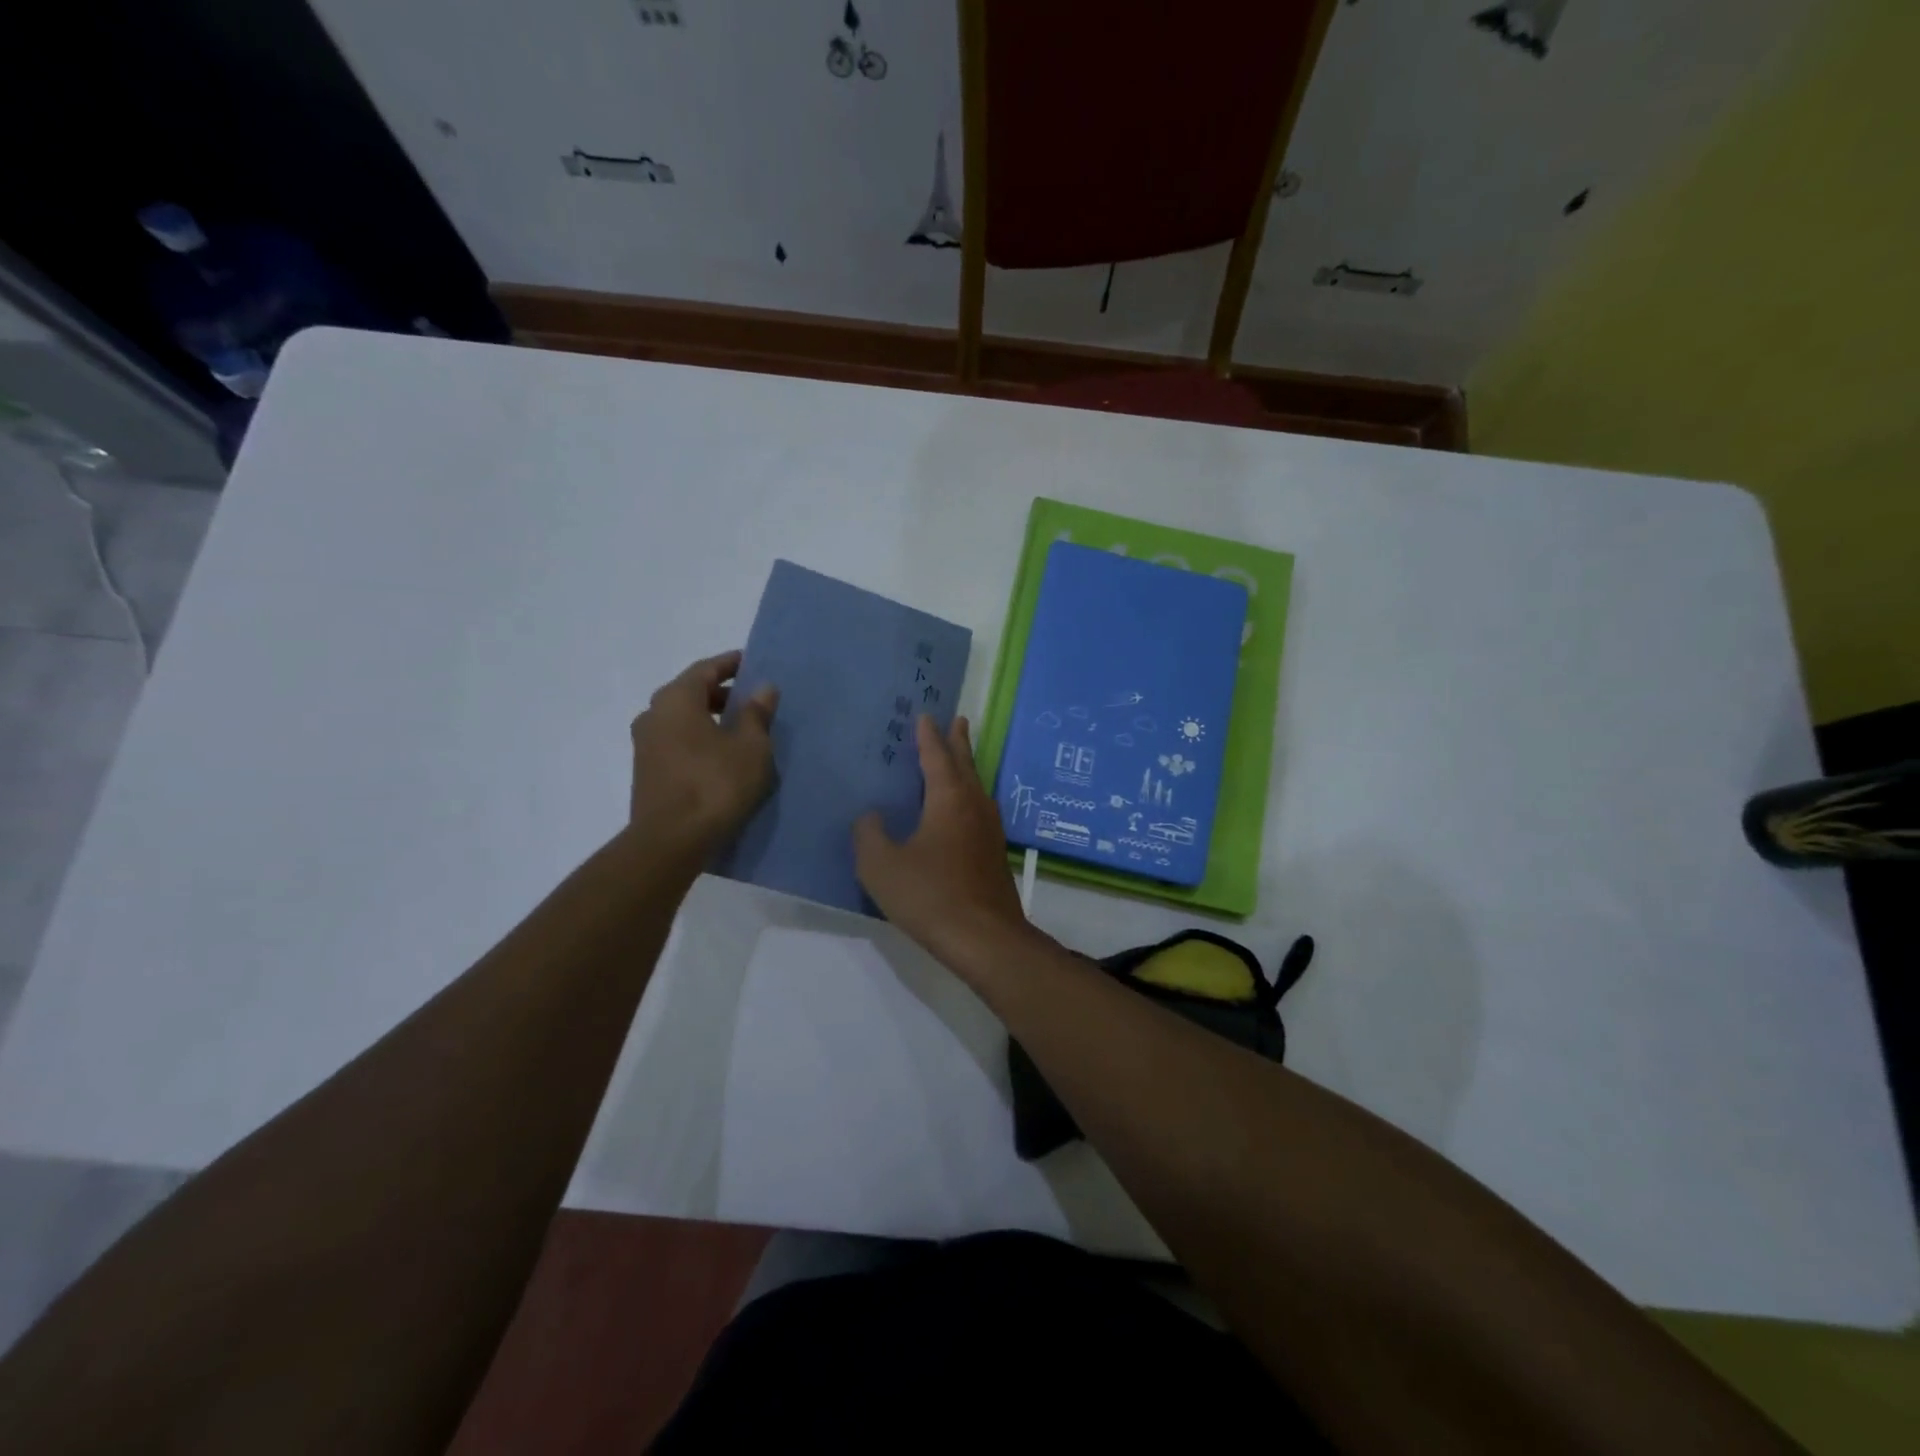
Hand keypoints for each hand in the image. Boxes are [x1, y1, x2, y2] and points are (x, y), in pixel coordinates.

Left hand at [629, 651, 777, 850]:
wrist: (671, 841)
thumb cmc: (715, 783)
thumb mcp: (751, 746)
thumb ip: (757, 713)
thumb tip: (762, 688)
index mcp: (676, 699)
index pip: (706, 669)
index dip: (731, 664)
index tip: (752, 664)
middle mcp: (653, 715)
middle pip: (691, 693)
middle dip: (722, 694)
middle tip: (752, 701)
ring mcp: (645, 745)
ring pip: (682, 720)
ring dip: (710, 720)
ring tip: (741, 732)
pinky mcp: (646, 772)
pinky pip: (677, 743)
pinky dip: (699, 740)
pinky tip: (721, 758)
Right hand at [854, 714, 1036, 969]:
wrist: (984, 938)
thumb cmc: (929, 896)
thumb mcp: (881, 866)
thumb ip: (869, 835)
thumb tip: (871, 816)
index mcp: (948, 800)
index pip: (936, 757)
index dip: (928, 737)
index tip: (926, 716)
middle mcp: (974, 806)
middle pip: (965, 765)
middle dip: (958, 742)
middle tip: (958, 721)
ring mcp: (990, 831)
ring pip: (977, 787)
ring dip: (968, 768)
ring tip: (961, 760)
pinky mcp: (995, 854)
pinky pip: (980, 810)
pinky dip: (970, 796)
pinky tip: (966, 811)